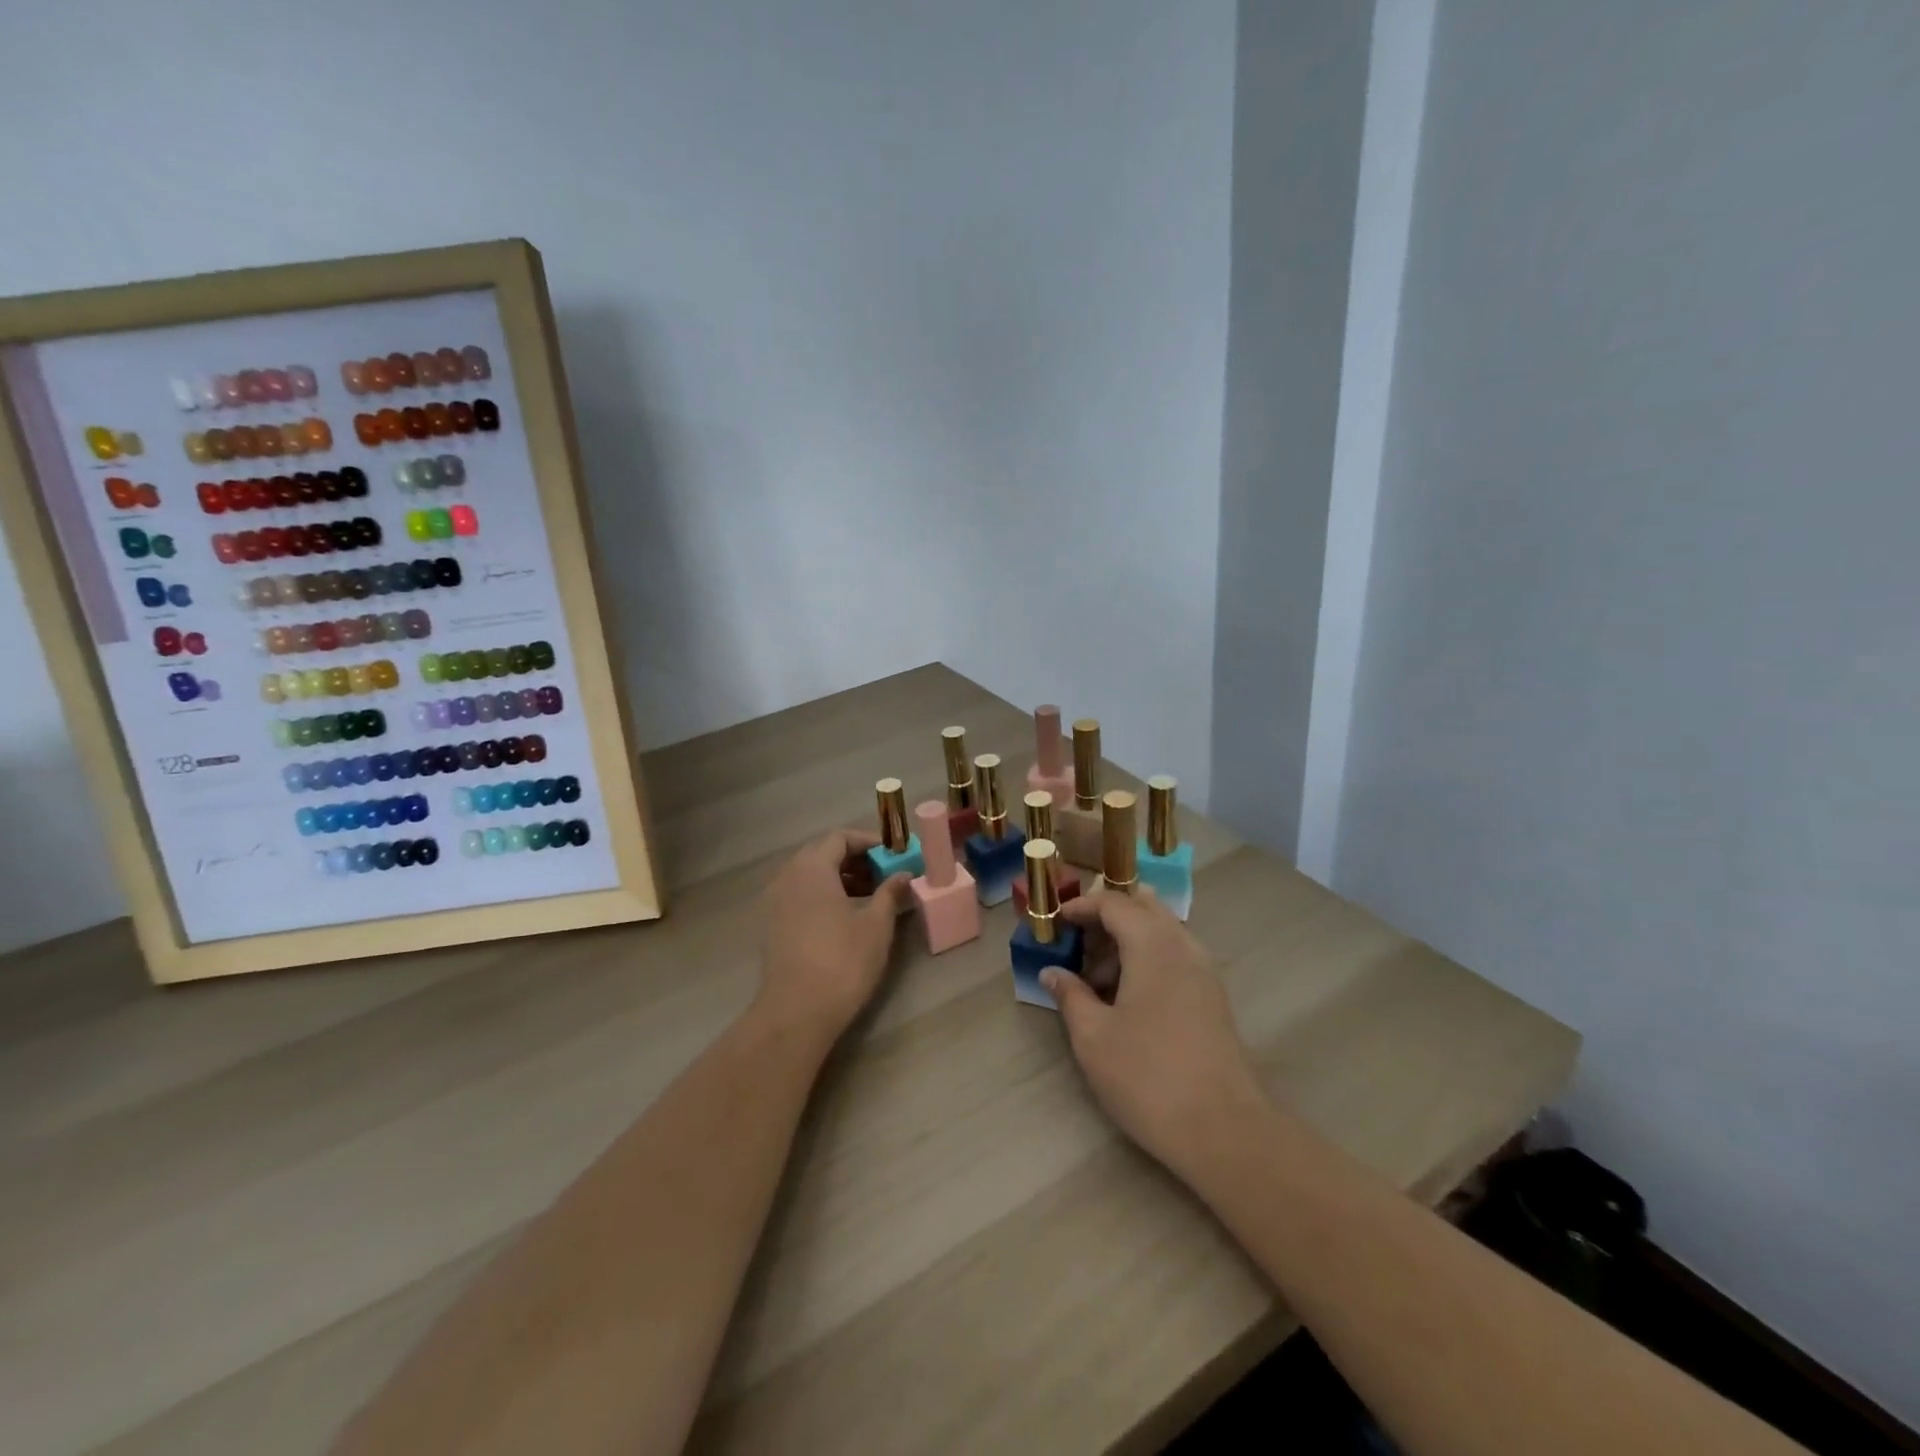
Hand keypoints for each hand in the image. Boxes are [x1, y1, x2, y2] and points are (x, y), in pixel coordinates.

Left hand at [757, 828, 910, 1044]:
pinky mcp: (771, 926)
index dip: (868, 842)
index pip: (839, 838)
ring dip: (839, 879)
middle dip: (854, 860)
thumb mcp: (876, 925)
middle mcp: (787, 877)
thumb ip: (890, 893)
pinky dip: (822, 896)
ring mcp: (774, 902)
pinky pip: (799, 896)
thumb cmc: (842, 961)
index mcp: (812, 868)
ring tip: (869, 898)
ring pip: (809, 876)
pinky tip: (844, 918)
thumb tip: (903, 875)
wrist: (797, 1012)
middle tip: (883, 875)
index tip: (892, 855)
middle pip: (821, 854)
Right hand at [1046, 888, 1268, 1176]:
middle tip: (1077, 945)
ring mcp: (1204, 971)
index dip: (1081, 906)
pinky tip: (1127, 999)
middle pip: (1143, 908)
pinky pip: (1175, 957)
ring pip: (1161, 933)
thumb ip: (1070, 995)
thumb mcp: (1093, 1037)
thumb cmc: (1147, 1076)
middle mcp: (1183, 946)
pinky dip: (1147, 960)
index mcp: (1152, 944)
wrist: (1223, 1129)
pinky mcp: (1213, 997)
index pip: (1113, 903)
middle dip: (1107, 918)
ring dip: (1127, 941)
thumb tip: (1052, 973)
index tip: (1056, 924)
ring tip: (1097, 980)